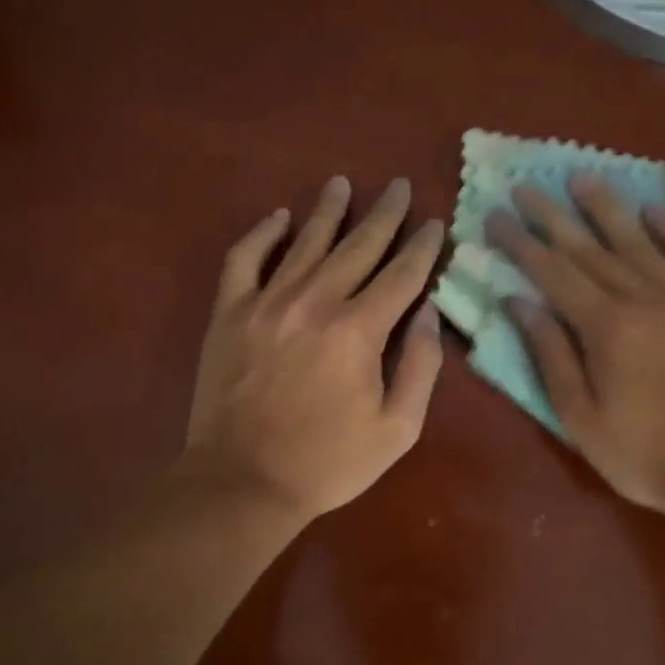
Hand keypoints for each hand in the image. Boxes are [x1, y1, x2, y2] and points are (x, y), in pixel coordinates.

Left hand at [185, 176, 445, 522]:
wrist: (243, 481)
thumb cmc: (328, 462)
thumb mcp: (397, 429)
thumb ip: (421, 366)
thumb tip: (430, 312)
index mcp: (359, 330)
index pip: (402, 274)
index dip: (423, 246)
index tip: (435, 222)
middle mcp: (315, 302)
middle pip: (359, 246)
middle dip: (385, 214)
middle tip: (399, 185)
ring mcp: (266, 303)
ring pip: (305, 241)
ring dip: (328, 210)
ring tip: (343, 183)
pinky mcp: (229, 313)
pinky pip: (244, 259)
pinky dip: (262, 234)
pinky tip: (279, 217)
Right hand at [486, 172, 664, 520]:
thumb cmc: (646, 455)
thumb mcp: (581, 418)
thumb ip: (550, 355)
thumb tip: (518, 302)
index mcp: (606, 328)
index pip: (552, 273)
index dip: (520, 243)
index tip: (495, 216)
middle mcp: (644, 298)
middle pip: (589, 248)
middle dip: (552, 216)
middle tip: (525, 187)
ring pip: (638, 241)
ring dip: (607, 207)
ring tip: (581, 177)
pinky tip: (654, 209)